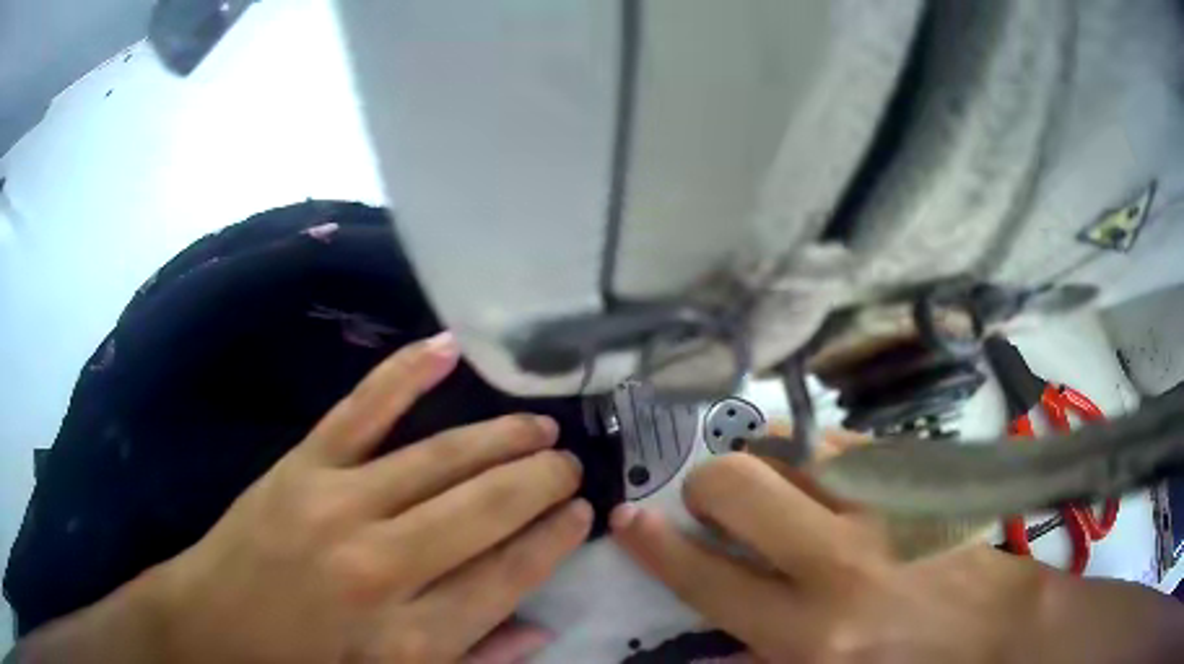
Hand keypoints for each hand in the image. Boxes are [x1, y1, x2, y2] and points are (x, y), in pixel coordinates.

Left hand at [20, 332, 589, 662]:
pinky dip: (403, 374)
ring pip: (438, 460)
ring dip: (498, 440)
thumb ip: (473, 660)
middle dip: (538, 484)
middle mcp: (380, 567)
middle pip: (482, 512)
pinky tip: (447, 347)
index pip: (507, 579)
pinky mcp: (300, 466)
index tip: (582, 514)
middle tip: (570, 463)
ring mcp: (335, 505)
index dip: (551, 542)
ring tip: (539, 427)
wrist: (212, 627)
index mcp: (408, 638)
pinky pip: (360, 410)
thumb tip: (541, 629)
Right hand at [611, 453, 1183, 662]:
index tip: (628, 516)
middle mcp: (836, 563)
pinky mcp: (912, 476)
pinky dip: (812, 452)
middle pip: (737, 486)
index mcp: (809, 632)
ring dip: (764, 459)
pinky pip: (838, 442)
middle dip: (708, 483)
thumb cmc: (905, 663)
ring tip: (771, 482)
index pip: (705, 577)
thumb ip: (758, 660)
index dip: (656, 542)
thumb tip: (701, 646)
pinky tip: (820, 474)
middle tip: (714, 497)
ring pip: (790, 448)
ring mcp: (880, 507)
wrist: (992, 623)